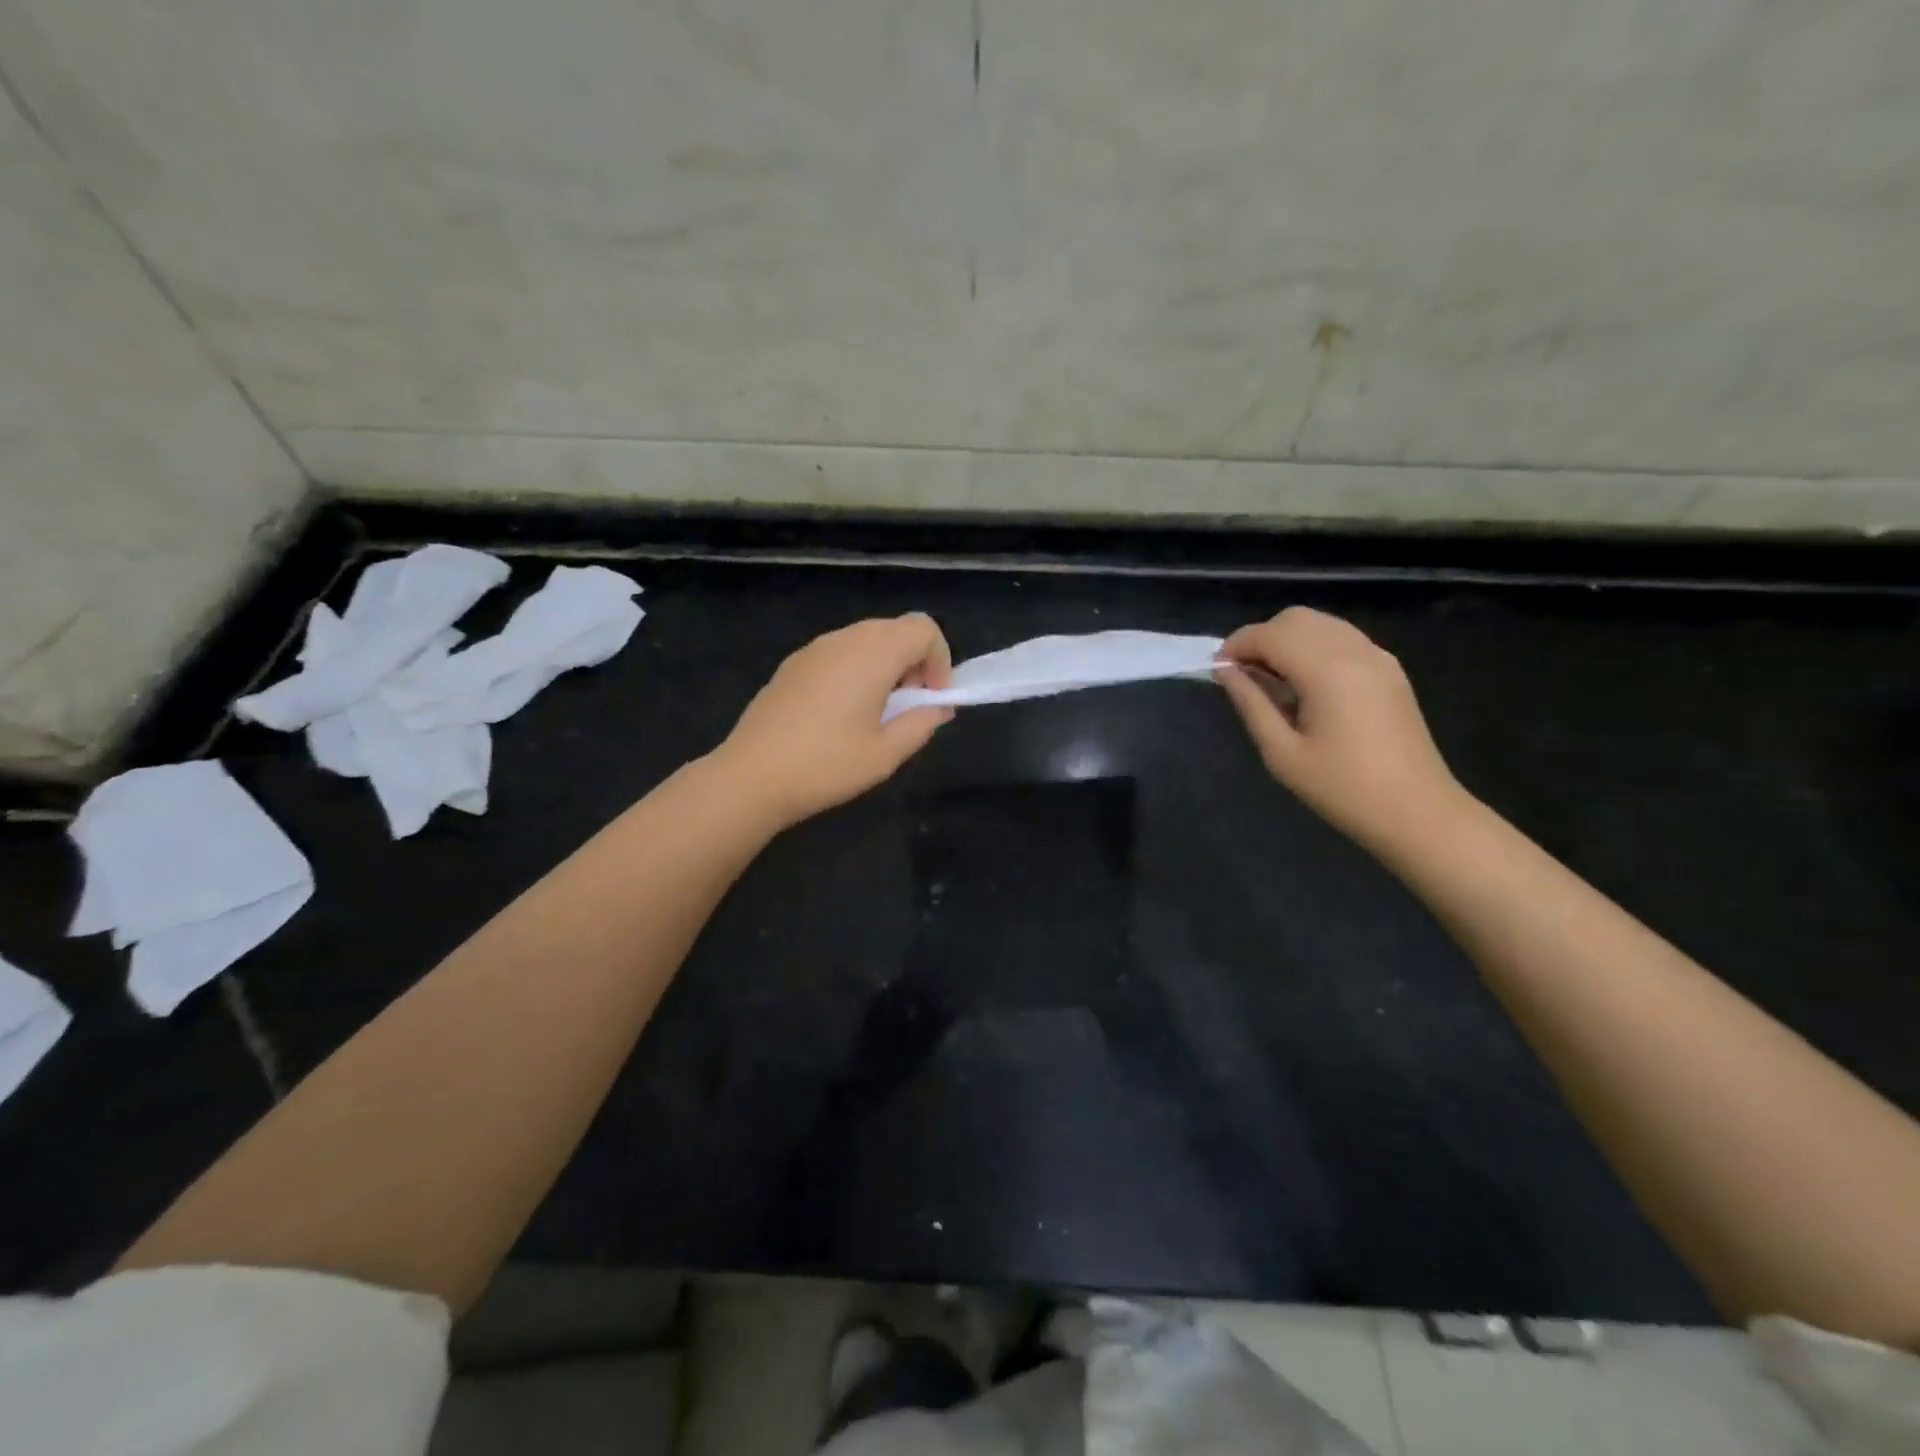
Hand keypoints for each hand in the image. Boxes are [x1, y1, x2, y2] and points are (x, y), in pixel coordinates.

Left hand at [718, 614, 954, 830]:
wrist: (750, 776)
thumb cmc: (826, 765)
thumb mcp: (886, 754)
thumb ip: (921, 724)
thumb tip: (938, 708)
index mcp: (873, 654)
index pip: (923, 629)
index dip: (940, 660)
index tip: (933, 699)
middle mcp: (844, 639)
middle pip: (895, 630)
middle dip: (915, 662)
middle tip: (909, 707)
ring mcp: (814, 649)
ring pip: (866, 640)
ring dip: (885, 667)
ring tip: (876, 713)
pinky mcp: (793, 664)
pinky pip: (839, 653)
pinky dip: (856, 671)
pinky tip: (841, 714)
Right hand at [1215, 607, 1469, 856]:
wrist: (1416, 811)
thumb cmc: (1342, 789)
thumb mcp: (1282, 752)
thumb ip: (1250, 702)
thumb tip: (1224, 671)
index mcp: (1326, 671)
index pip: (1270, 634)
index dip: (1236, 645)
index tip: (1217, 670)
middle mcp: (1354, 651)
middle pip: (1295, 619)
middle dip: (1260, 638)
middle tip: (1242, 676)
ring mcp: (1377, 657)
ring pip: (1320, 624)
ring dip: (1287, 640)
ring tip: (1270, 680)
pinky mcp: (1389, 669)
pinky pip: (1341, 639)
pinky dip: (1313, 647)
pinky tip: (1304, 684)